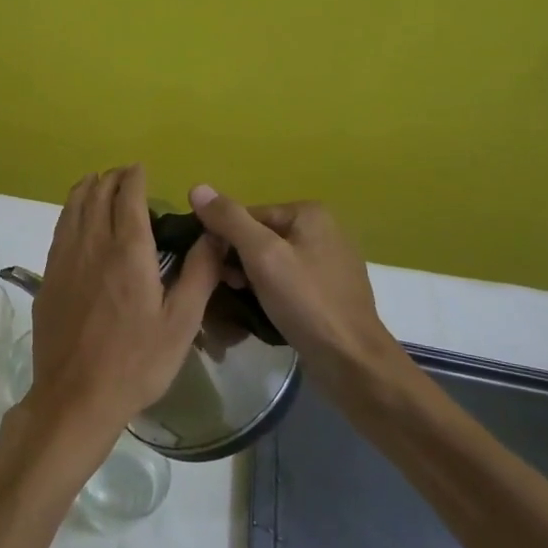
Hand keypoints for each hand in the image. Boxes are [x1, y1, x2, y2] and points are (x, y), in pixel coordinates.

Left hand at [24, 166, 223, 452]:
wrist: (76, 397)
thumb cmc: (136, 362)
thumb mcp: (181, 323)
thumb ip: (199, 273)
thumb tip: (215, 234)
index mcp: (128, 251)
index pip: (128, 196)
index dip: (135, 176)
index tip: (142, 168)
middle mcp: (92, 244)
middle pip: (97, 194)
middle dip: (112, 178)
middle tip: (126, 176)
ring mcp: (64, 259)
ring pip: (73, 207)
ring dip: (87, 188)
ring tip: (99, 183)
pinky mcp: (48, 277)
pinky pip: (59, 229)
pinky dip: (71, 211)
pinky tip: (77, 219)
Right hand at [187, 187, 394, 385]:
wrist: (351, 361)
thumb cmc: (306, 302)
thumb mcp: (262, 256)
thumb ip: (229, 220)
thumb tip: (197, 187)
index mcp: (309, 213)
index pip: (247, 216)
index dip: (224, 241)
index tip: (214, 270)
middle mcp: (323, 229)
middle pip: (259, 237)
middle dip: (238, 262)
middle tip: (228, 289)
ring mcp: (328, 261)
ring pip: (271, 262)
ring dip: (251, 280)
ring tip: (242, 303)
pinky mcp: (328, 290)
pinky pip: (287, 281)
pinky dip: (270, 292)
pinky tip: (263, 311)